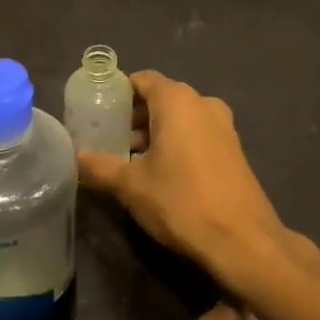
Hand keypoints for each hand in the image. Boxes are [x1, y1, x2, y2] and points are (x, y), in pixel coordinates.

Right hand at [77, 71, 285, 284]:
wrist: (243, 239)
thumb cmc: (182, 201)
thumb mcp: (131, 186)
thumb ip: (100, 166)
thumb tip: (76, 157)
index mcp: (177, 100)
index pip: (142, 79)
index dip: (118, 92)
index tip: (98, 110)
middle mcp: (202, 103)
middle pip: (161, 98)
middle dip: (134, 116)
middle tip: (109, 139)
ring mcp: (223, 125)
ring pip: (180, 118)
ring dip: (155, 133)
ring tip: (130, 160)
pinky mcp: (233, 149)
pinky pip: (196, 134)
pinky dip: (176, 143)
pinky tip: (161, 173)